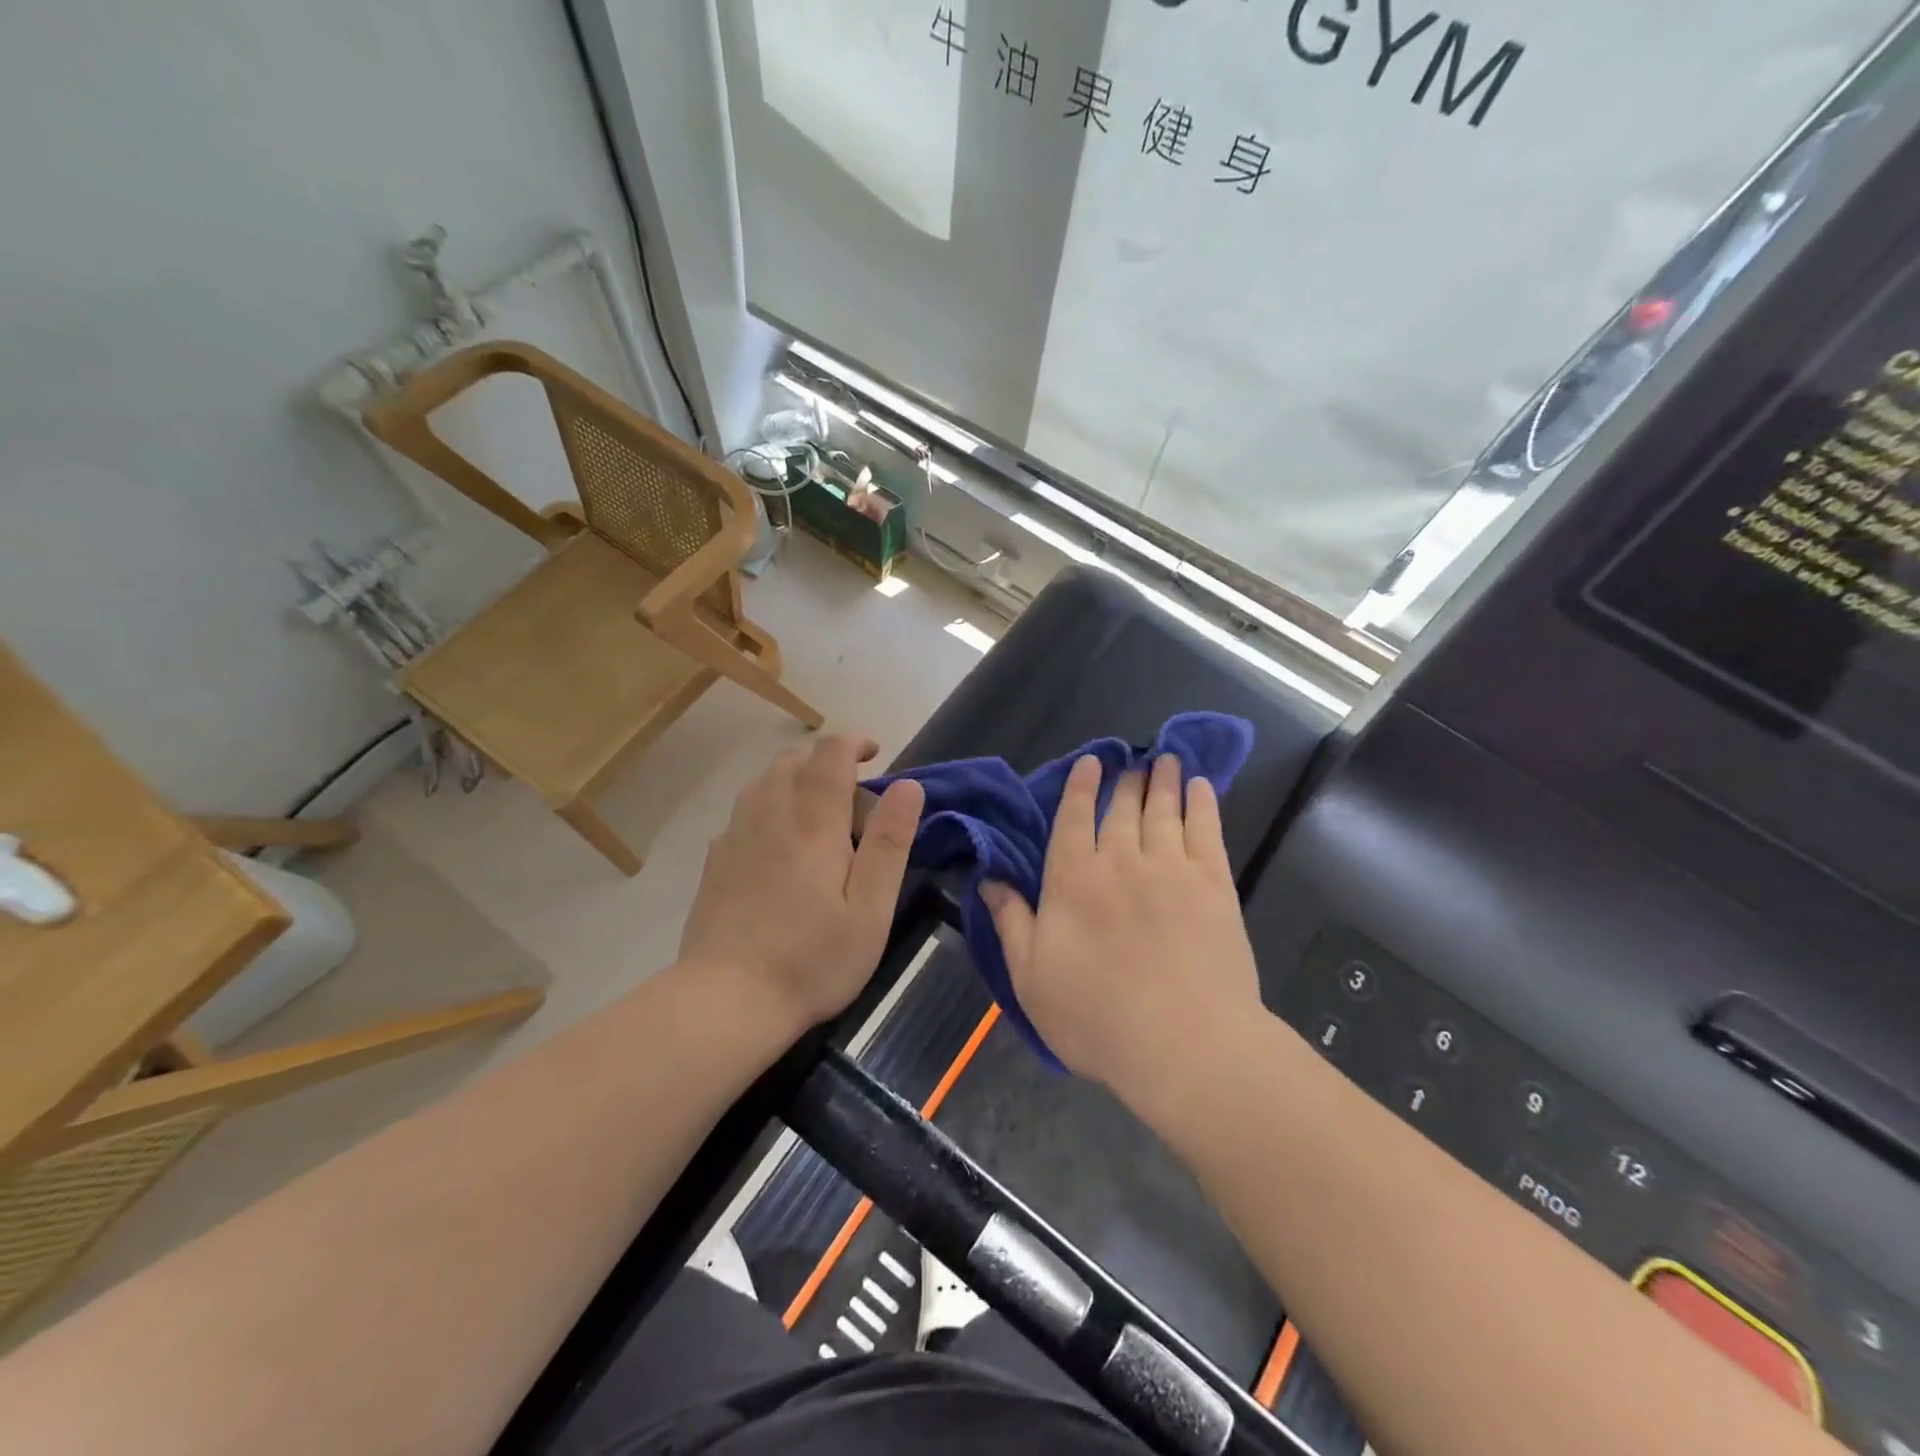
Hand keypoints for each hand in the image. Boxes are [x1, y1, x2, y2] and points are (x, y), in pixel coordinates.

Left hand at [679, 734, 924, 1032]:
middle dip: (826, 761)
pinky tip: (778, 845)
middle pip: (793, 760)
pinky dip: (769, 807)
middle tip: (852, 798)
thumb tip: (908, 785)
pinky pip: (744, 811)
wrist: (726, 1001)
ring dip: (795, 780)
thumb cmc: (812, 960)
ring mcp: (736, 837)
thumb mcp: (870, 909)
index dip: (854, 743)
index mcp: (813, 824)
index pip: (830, 754)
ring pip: (764, 781)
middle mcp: (770, 816)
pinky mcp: (715, 861)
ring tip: (817, 816)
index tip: (875, 754)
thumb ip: (889, 843)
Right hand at [983, 754, 1261, 1115]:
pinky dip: (1202, 803)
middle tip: (1131, 760)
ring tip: (1164, 759)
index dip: (1080, 787)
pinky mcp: (1214, 885)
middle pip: (1120, 809)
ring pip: (1163, 811)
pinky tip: (1200, 787)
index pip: (1072, 819)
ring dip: (1162, 781)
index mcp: (1073, 880)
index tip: (1090, 762)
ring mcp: (1171, 869)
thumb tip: (988, 880)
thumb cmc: (1097, 1018)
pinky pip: (1206, 830)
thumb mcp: (1031, 978)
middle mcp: (1120, 861)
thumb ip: (1012, 922)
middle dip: (1124, 781)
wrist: (1185, 1045)